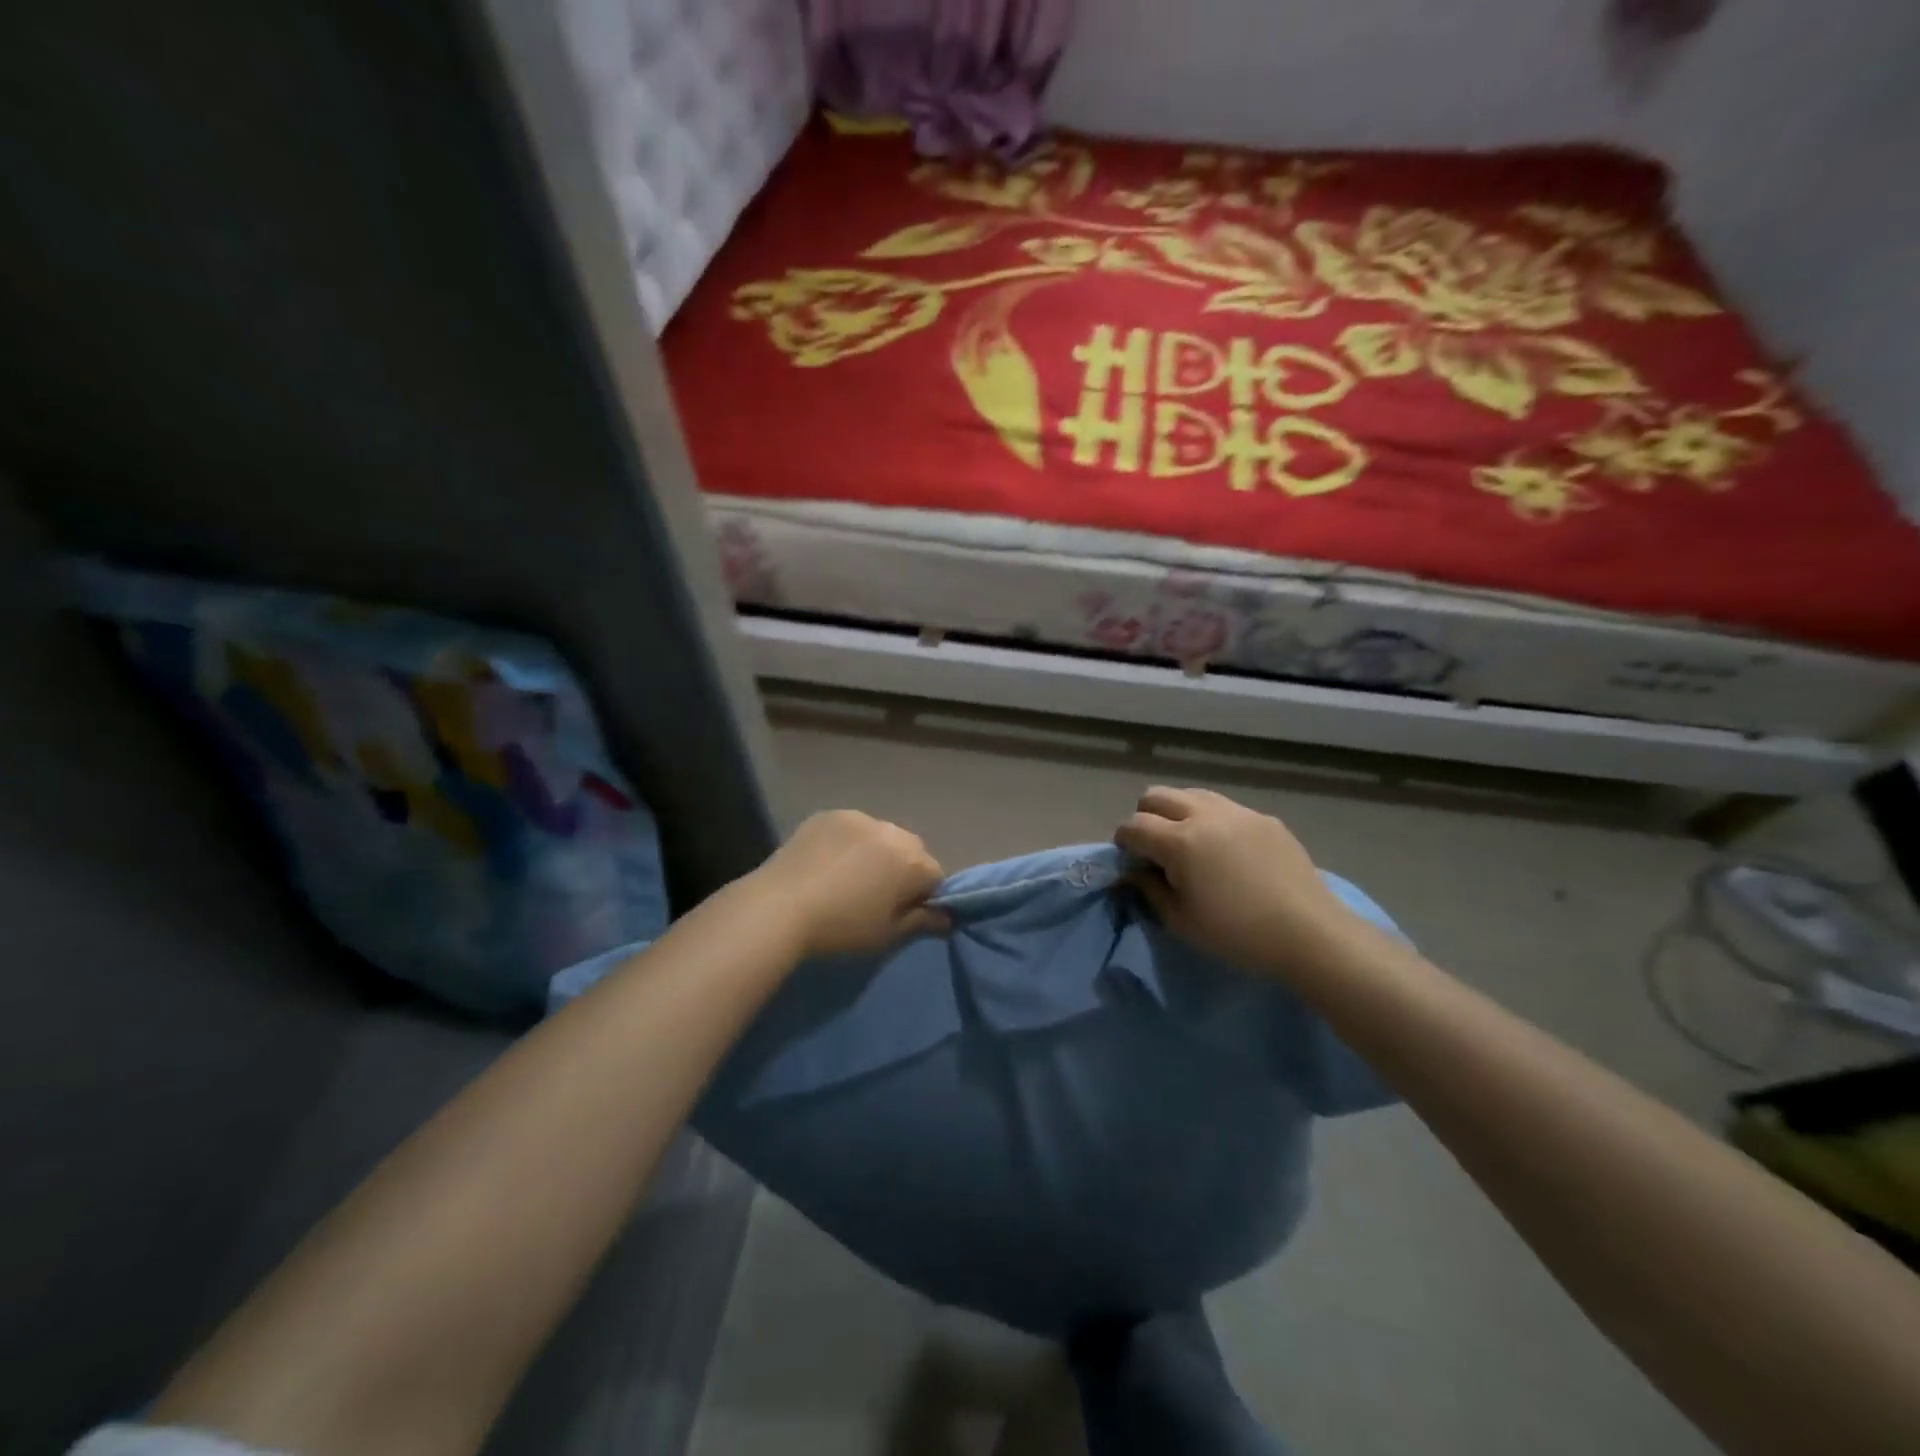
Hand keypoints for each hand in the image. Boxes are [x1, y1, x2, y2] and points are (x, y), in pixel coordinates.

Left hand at [755, 810, 948, 957]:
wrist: (779, 907)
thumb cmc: (841, 928)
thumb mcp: (887, 935)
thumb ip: (922, 922)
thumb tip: (947, 917)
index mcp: (913, 861)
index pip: (936, 876)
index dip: (923, 897)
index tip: (902, 913)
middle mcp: (893, 831)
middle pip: (911, 851)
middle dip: (902, 869)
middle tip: (875, 895)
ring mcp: (859, 818)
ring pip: (881, 836)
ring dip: (876, 852)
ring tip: (848, 877)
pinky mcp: (830, 814)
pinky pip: (851, 828)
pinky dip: (848, 842)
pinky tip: (827, 863)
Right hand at [1115, 786, 1367, 980]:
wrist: (1310, 934)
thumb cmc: (1238, 935)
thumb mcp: (1181, 922)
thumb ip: (1150, 890)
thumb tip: (1135, 872)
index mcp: (1180, 842)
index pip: (1133, 826)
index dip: (1123, 842)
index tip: (1129, 860)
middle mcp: (1205, 815)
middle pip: (1156, 796)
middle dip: (1145, 817)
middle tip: (1155, 848)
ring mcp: (1238, 812)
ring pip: (1191, 794)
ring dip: (1178, 812)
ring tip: (1189, 843)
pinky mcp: (1264, 818)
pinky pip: (1224, 807)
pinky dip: (1211, 820)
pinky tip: (1225, 850)